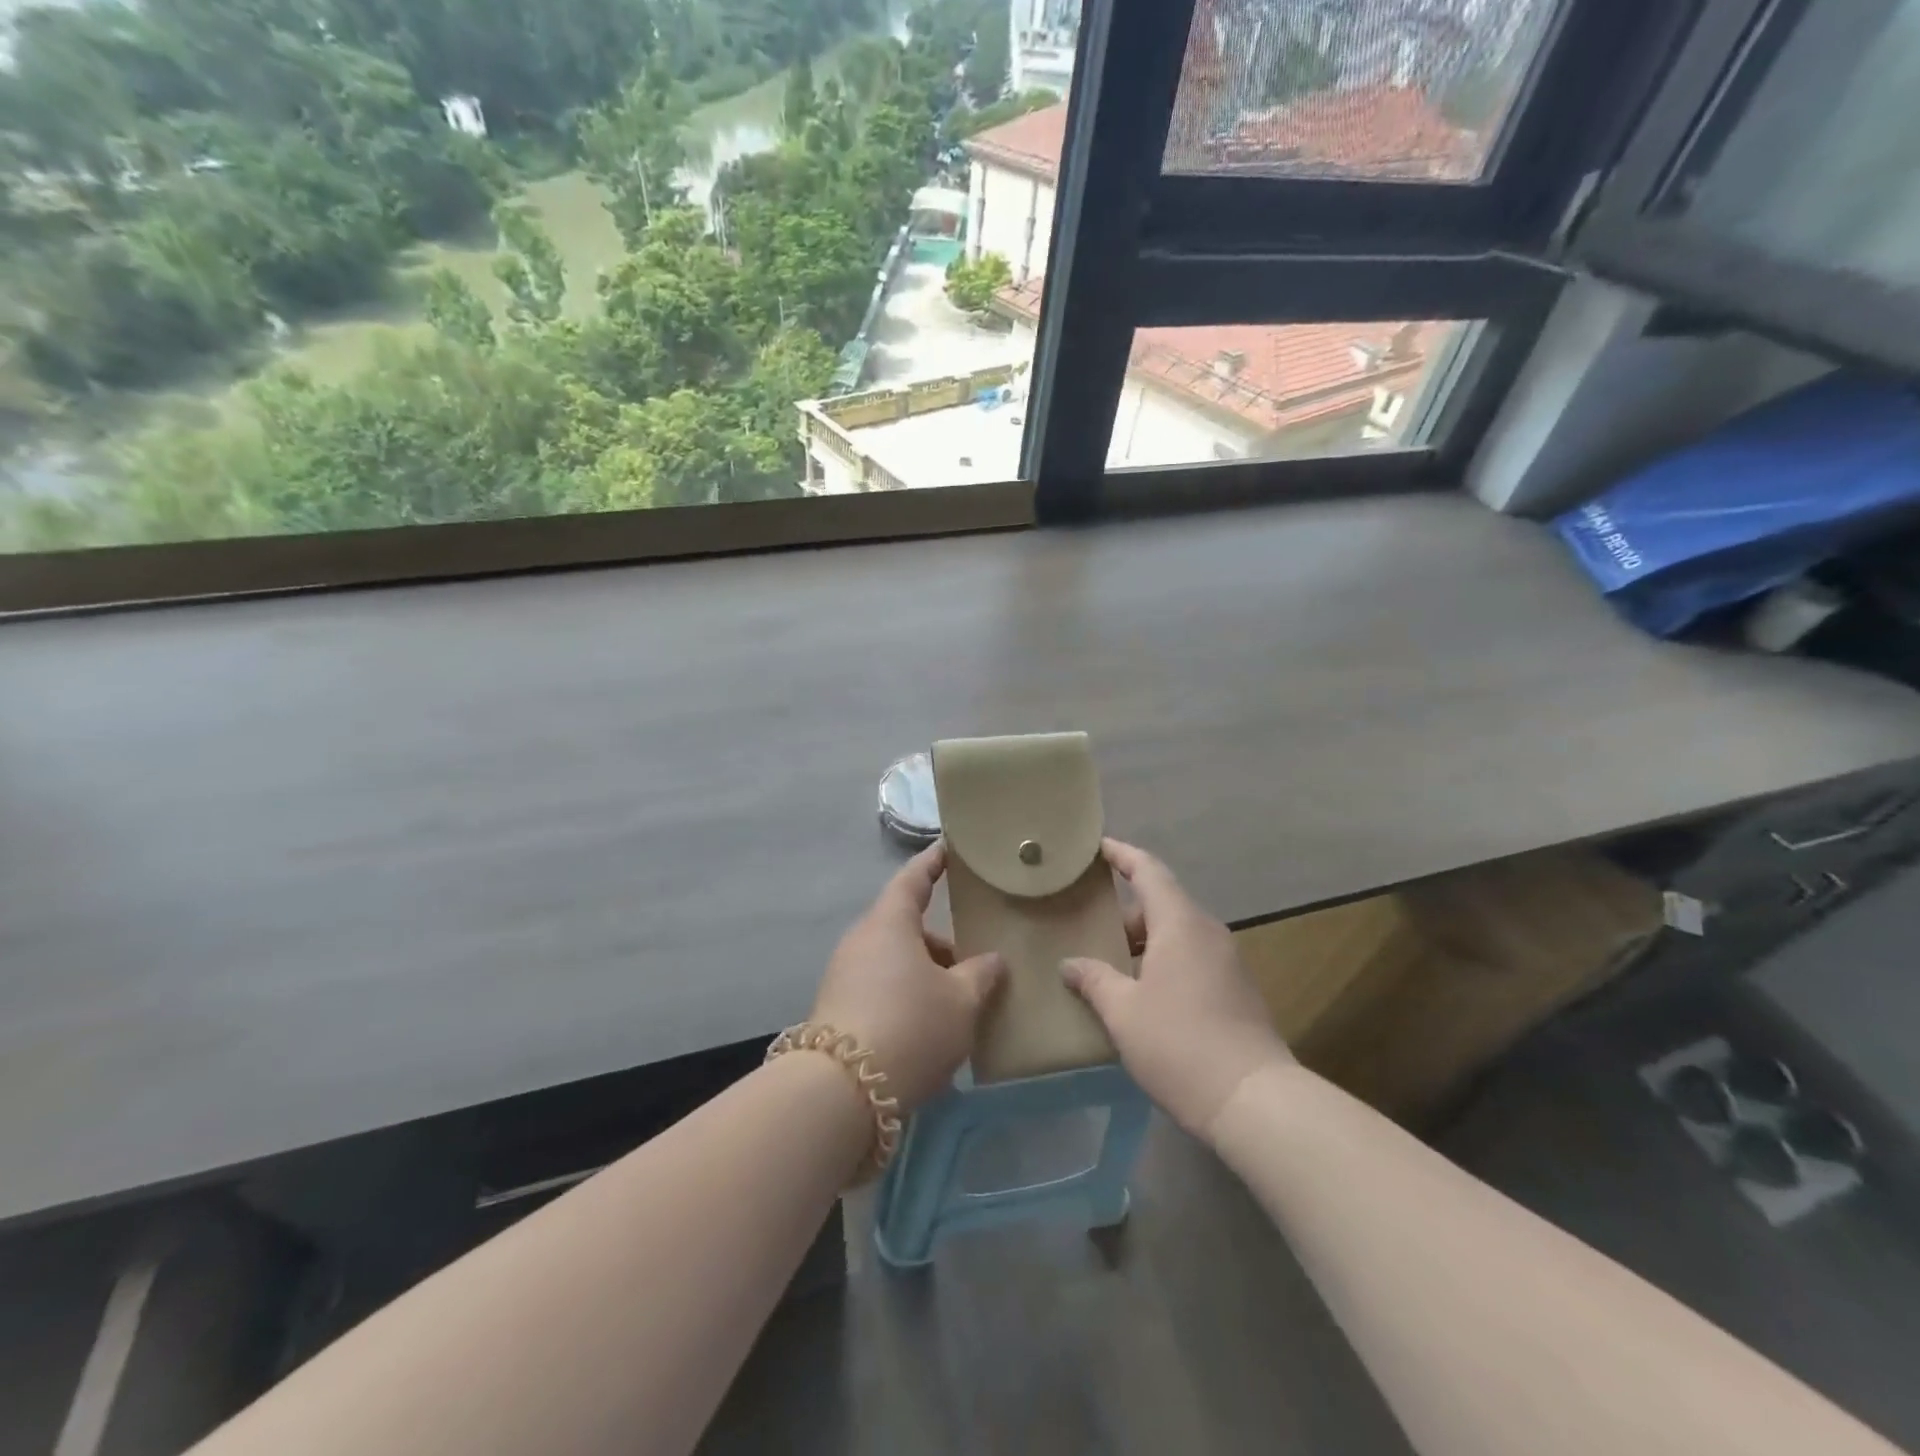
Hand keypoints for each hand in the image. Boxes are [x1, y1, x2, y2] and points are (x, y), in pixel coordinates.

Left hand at [811, 843, 1006, 1115]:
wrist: (842, 1090)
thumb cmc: (911, 1025)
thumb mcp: (961, 1001)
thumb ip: (980, 974)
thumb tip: (992, 960)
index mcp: (889, 923)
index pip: (913, 879)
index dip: (932, 863)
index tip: (947, 850)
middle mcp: (861, 941)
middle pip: (906, 927)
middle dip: (940, 942)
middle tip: (973, 961)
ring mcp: (844, 975)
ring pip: (894, 961)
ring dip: (924, 973)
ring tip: (956, 1003)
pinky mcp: (837, 1009)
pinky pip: (880, 987)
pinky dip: (906, 994)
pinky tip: (927, 1026)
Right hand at [1061, 838, 1290, 1138]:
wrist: (1254, 1101)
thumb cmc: (1180, 1044)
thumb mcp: (1123, 1012)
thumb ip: (1094, 980)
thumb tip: (1070, 964)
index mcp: (1180, 923)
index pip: (1148, 871)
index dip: (1121, 854)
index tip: (1096, 846)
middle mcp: (1207, 932)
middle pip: (1161, 904)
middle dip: (1123, 911)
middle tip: (1086, 923)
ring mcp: (1227, 962)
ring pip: (1176, 934)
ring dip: (1142, 941)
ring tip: (1106, 961)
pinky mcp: (1236, 990)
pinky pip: (1191, 958)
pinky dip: (1161, 961)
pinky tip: (1140, 992)